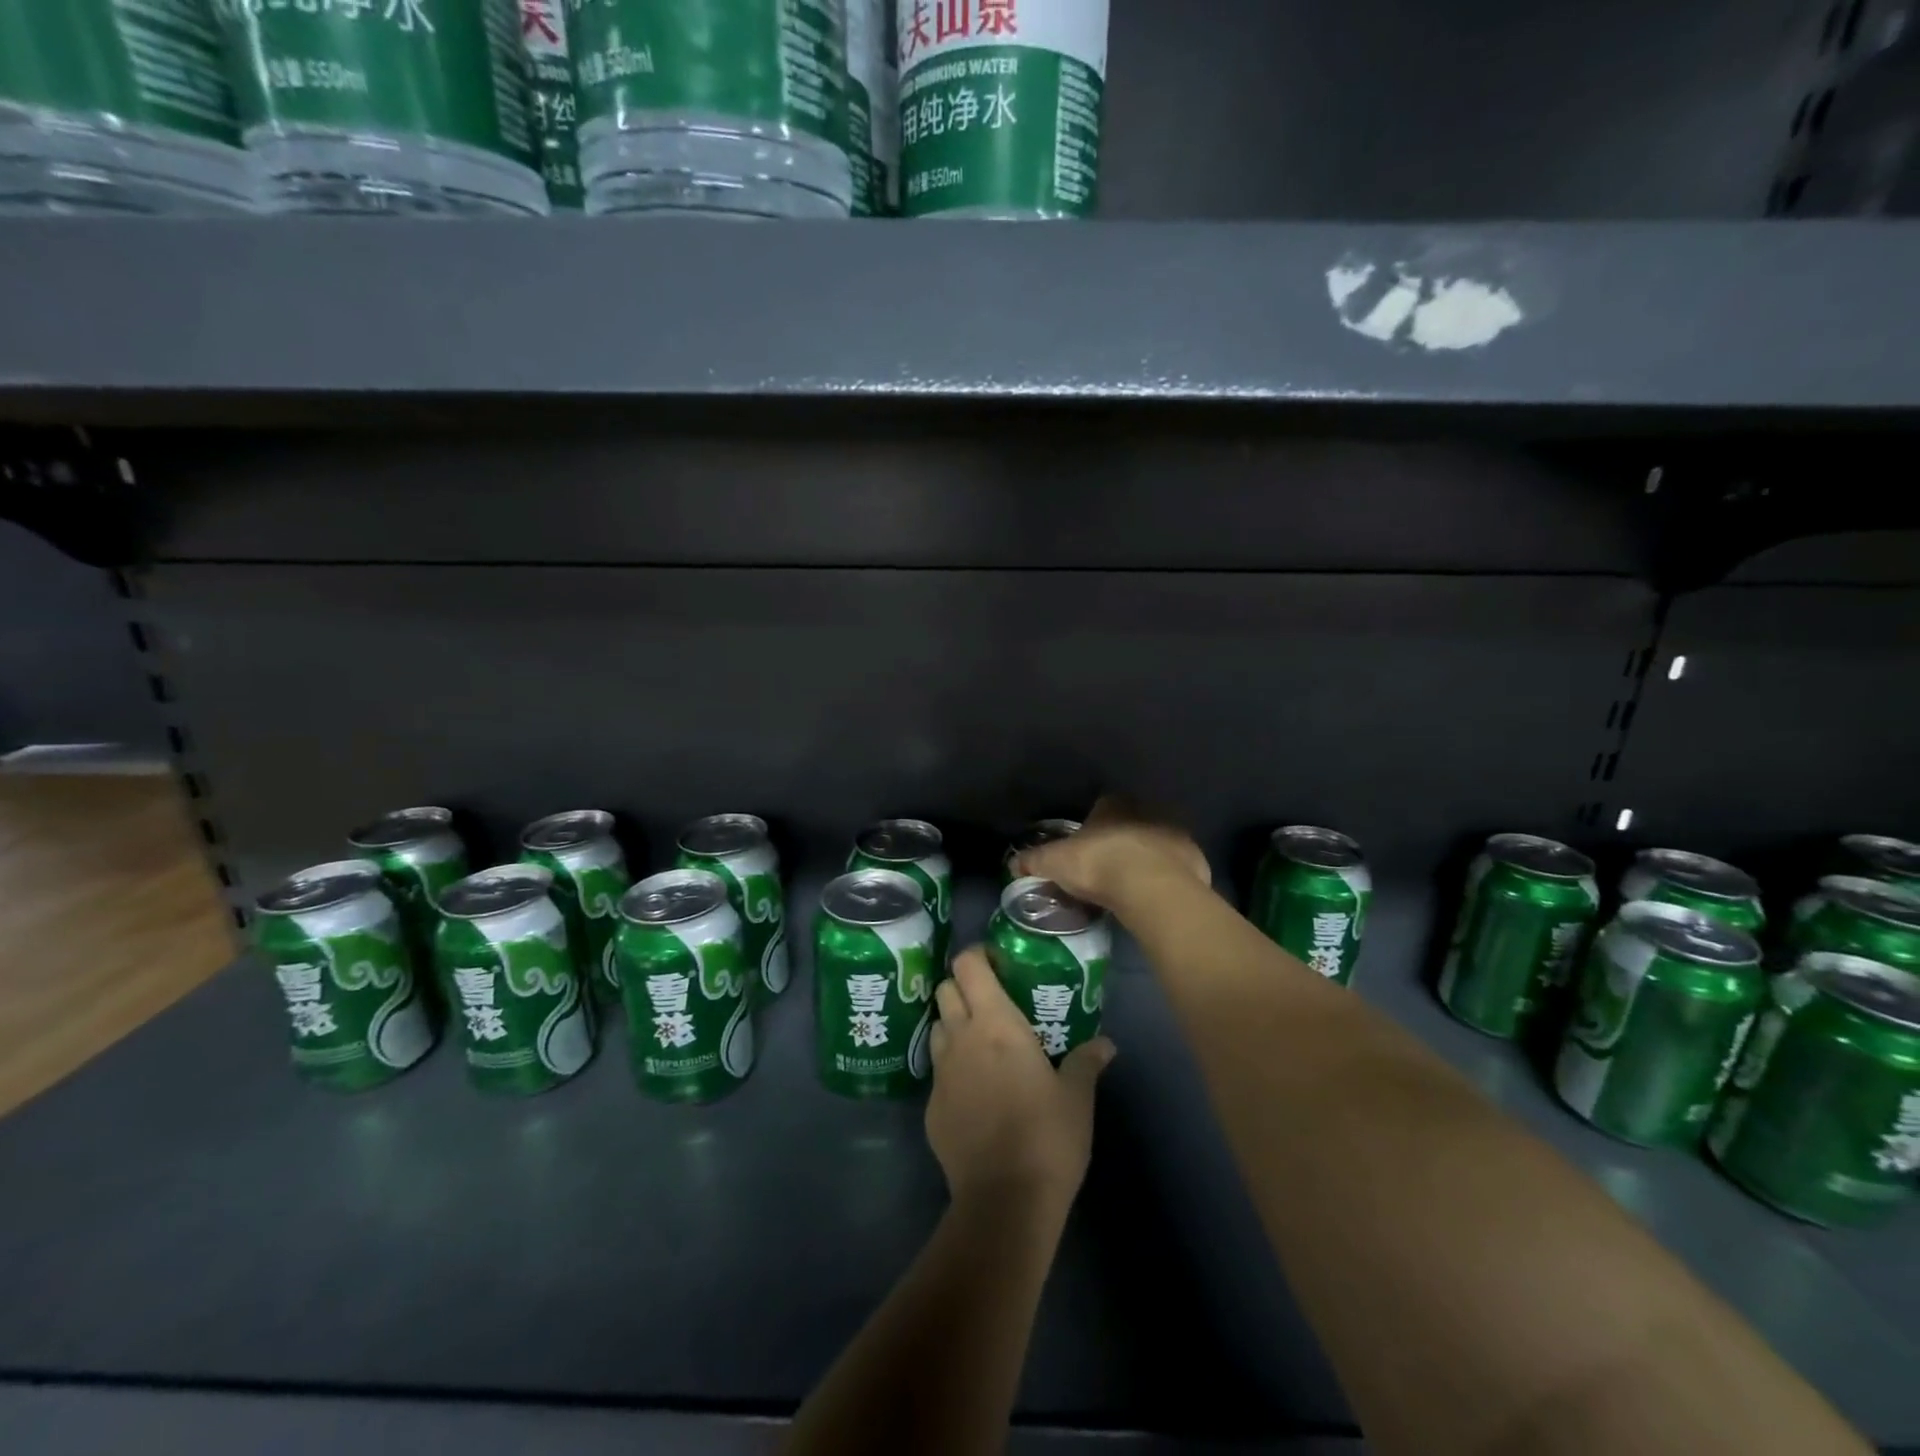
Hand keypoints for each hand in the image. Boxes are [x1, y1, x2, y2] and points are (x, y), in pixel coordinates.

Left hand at [927, 949, 1114, 1218]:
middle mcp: (960, 1038)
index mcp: (994, 1023)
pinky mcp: (931, 1108)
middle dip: (964, 988)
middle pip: (945, 990)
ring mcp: (940, 1073)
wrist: (1004, 1200)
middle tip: (992, 1002)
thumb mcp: (1077, 1097)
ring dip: (953, 1025)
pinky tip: (974, 1091)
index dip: (978, 956)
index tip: (998, 963)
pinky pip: (937, 1072)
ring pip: (936, 1028)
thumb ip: (1086, 1062)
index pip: (968, 965)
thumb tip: (1106, 1044)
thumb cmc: (1047, 1136)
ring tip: (980, 1043)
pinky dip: (952, 1068)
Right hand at [1017, 795, 1209, 910]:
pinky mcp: (1196, 859)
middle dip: (1122, 839)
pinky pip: (1178, 866)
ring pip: (1157, 842)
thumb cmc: (1098, 864)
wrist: (1151, 888)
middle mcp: (1147, 810)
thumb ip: (1033, 860)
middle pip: (1132, 822)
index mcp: (1114, 804)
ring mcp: (1175, 833)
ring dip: (1148, 857)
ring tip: (1133, 884)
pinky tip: (1156, 895)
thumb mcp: (1054, 863)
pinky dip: (1168, 877)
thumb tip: (1012, 863)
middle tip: (1109, 866)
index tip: (1086, 846)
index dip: (1094, 825)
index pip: (1102, 806)